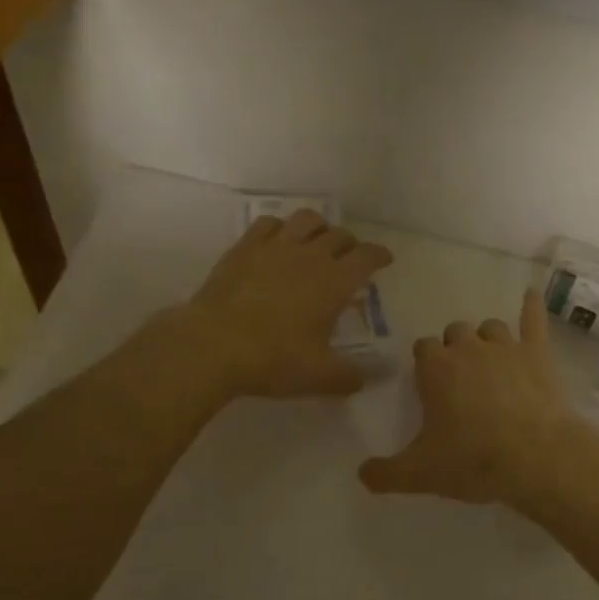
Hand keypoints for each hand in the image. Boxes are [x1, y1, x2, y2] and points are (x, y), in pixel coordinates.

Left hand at [170, 209, 392, 398]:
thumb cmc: (274, 359)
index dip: (380, 255)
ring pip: (307, 219)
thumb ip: (349, 377)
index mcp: (336, 282)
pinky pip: (269, 224)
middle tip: (349, 259)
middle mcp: (311, 256)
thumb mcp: (320, 376)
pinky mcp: (244, 248)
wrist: (213, 346)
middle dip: (350, 244)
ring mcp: (275, 247)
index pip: (368, 256)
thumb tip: (365, 380)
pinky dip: (281, 228)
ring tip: (316, 242)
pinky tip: (278, 242)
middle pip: (339, 235)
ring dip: (319, 227)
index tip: (385, 259)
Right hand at [359, 289, 598, 510]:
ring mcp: (506, 346)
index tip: (431, 384)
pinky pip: (533, 319)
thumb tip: (362, 474)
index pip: (423, 348)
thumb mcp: (420, 474)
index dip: (426, 363)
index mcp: (436, 368)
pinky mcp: (537, 353)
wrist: (534, 457)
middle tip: (461, 378)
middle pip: (455, 332)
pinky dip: (532, 307)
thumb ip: (385, 473)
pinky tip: (531, 296)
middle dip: (455, 348)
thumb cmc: (472, 460)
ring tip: (490, 359)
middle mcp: (468, 347)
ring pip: (491, 327)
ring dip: (487, 339)